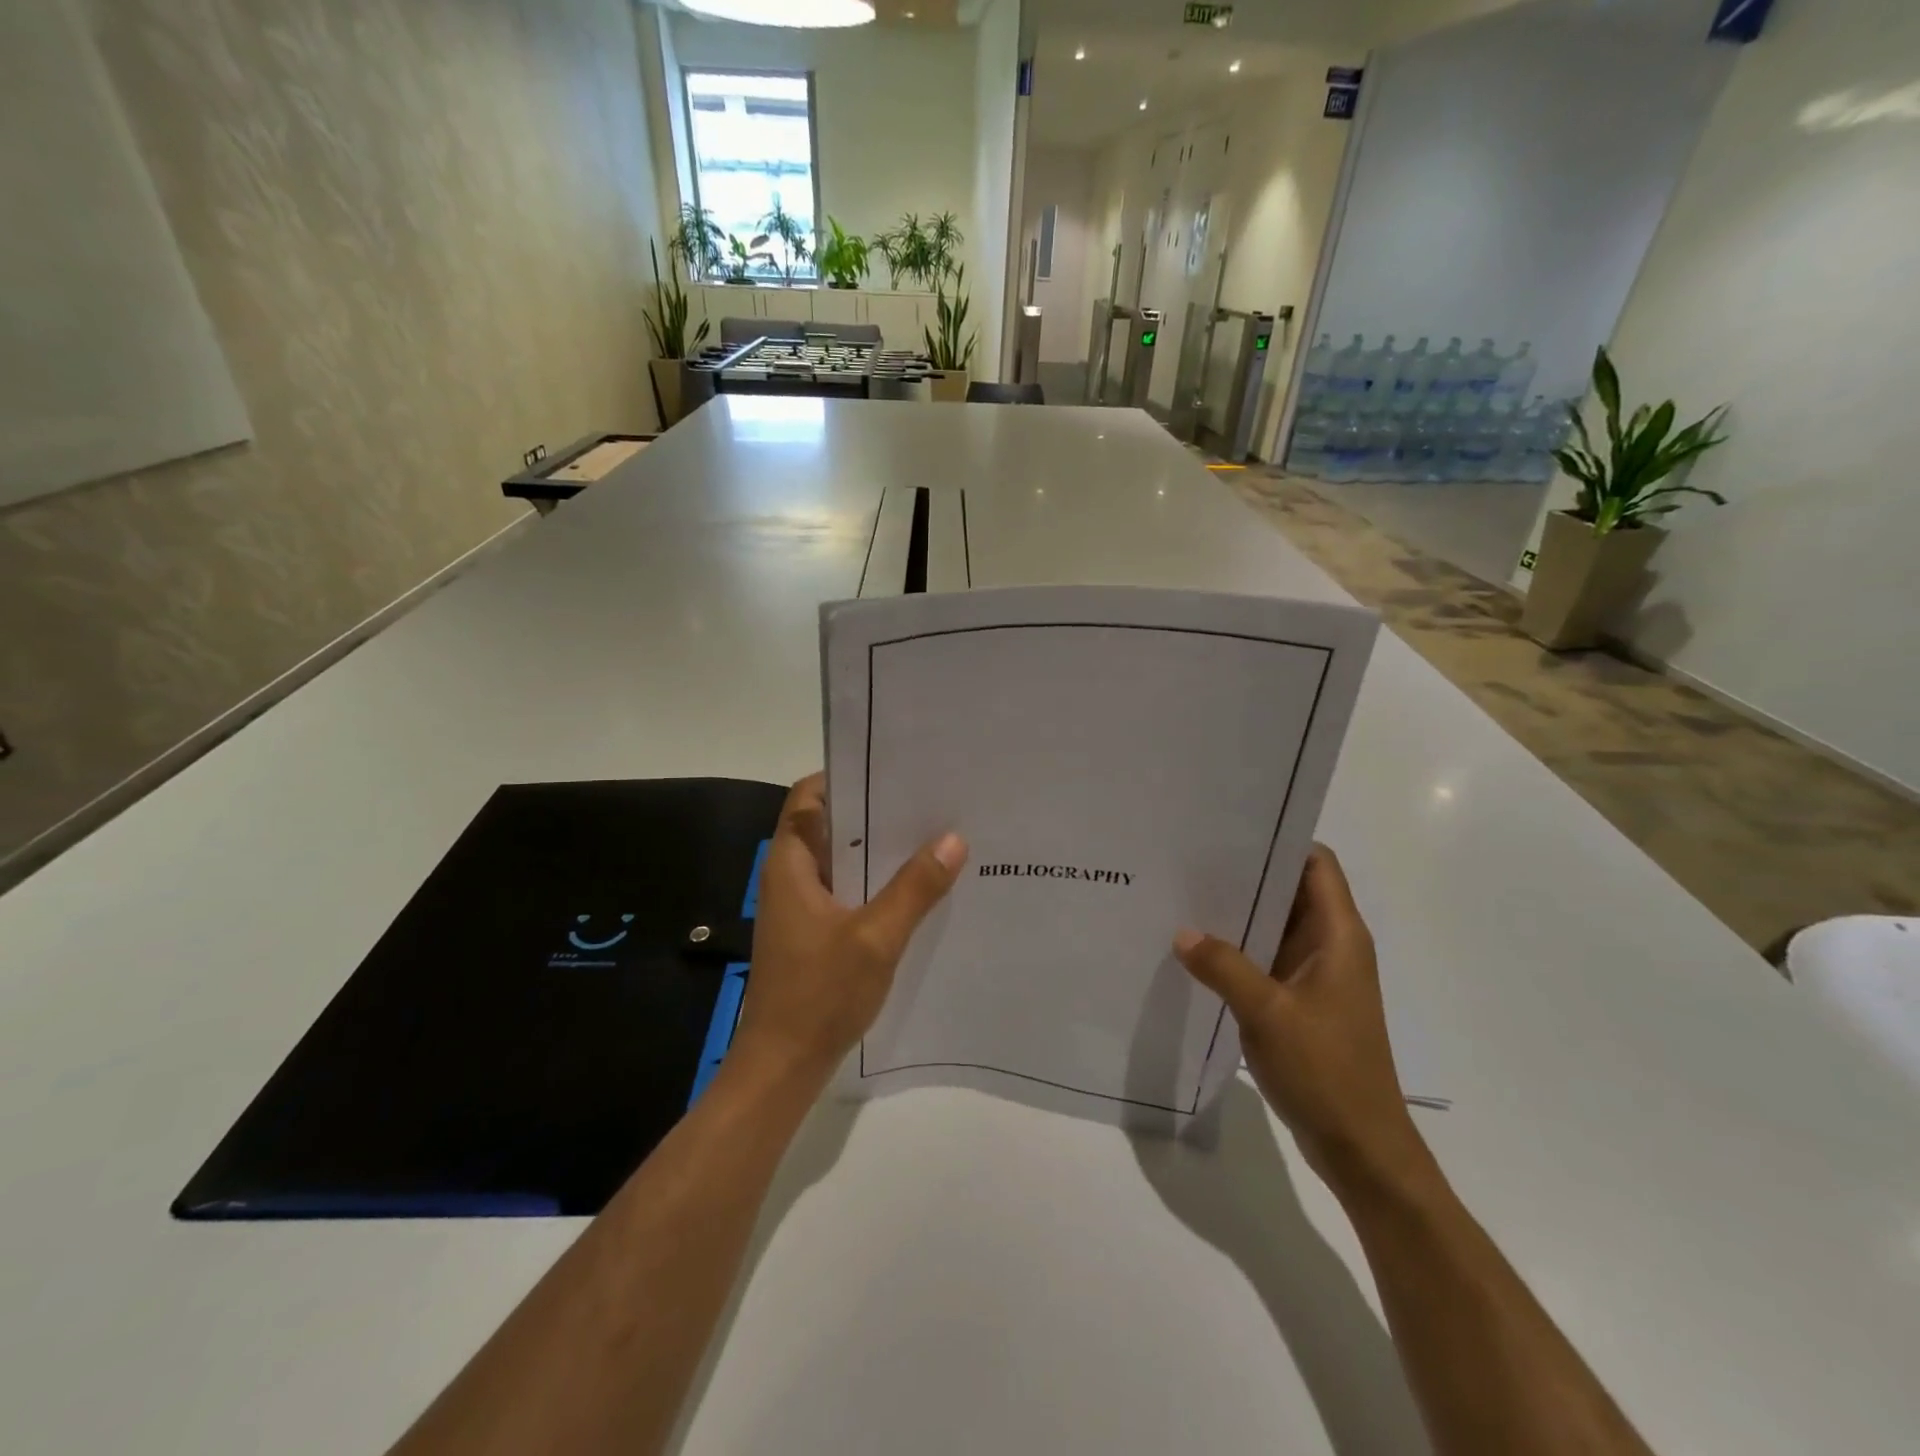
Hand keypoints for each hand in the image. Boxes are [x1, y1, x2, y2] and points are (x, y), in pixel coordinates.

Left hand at [733, 774, 966, 1085]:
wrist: (783, 1065)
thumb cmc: (819, 994)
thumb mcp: (876, 937)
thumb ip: (915, 888)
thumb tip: (953, 838)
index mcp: (790, 863)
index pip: (809, 796)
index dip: (845, 776)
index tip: (892, 768)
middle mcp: (790, 876)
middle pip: (829, 824)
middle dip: (873, 811)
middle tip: (926, 800)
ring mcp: (801, 905)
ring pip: (841, 860)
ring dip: (877, 850)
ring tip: (930, 836)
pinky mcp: (813, 931)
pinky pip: (846, 890)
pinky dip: (874, 882)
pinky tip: (915, 887)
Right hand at [1174, 845, 1428, 1196]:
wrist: (1361, 1147)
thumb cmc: (1327, 1070)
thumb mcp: (1268, 1013)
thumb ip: (1224, 967)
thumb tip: (1181, 932)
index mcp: (1338, 935)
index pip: (1315, 863)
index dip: (1279, 840)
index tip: (1229, 831)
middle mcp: (1330, 945)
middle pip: (1289, 889)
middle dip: (1245, 874)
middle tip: (1188, 859)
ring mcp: (1315, 975)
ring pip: (1274, 925)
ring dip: (1237, 914)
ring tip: (1183, 896)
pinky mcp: (1299, 1001)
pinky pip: (1265, 959)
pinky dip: (1237, 949)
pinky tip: (1196, 950)